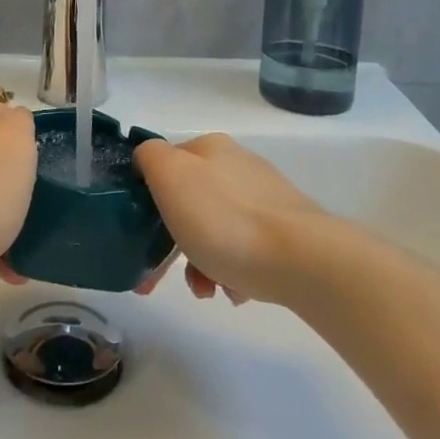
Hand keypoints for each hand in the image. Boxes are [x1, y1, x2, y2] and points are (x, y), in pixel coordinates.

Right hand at [133, 134, 323, 303]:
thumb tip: (148, 160)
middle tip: (159, 279)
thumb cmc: (224, 219)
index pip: (165, 164)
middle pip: (190, 203)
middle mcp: (238, 166)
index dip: (147, 199)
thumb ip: (149, 157)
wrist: (302, 260)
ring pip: (216, 230)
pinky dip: (232, 271)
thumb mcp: (170, 176)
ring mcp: (266, 199)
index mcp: (210, 147)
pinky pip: (245, 250)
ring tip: (207, 290)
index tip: (138, 236)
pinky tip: (234, 290)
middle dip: (173, 242)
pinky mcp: (286, 233)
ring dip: (201, 261)